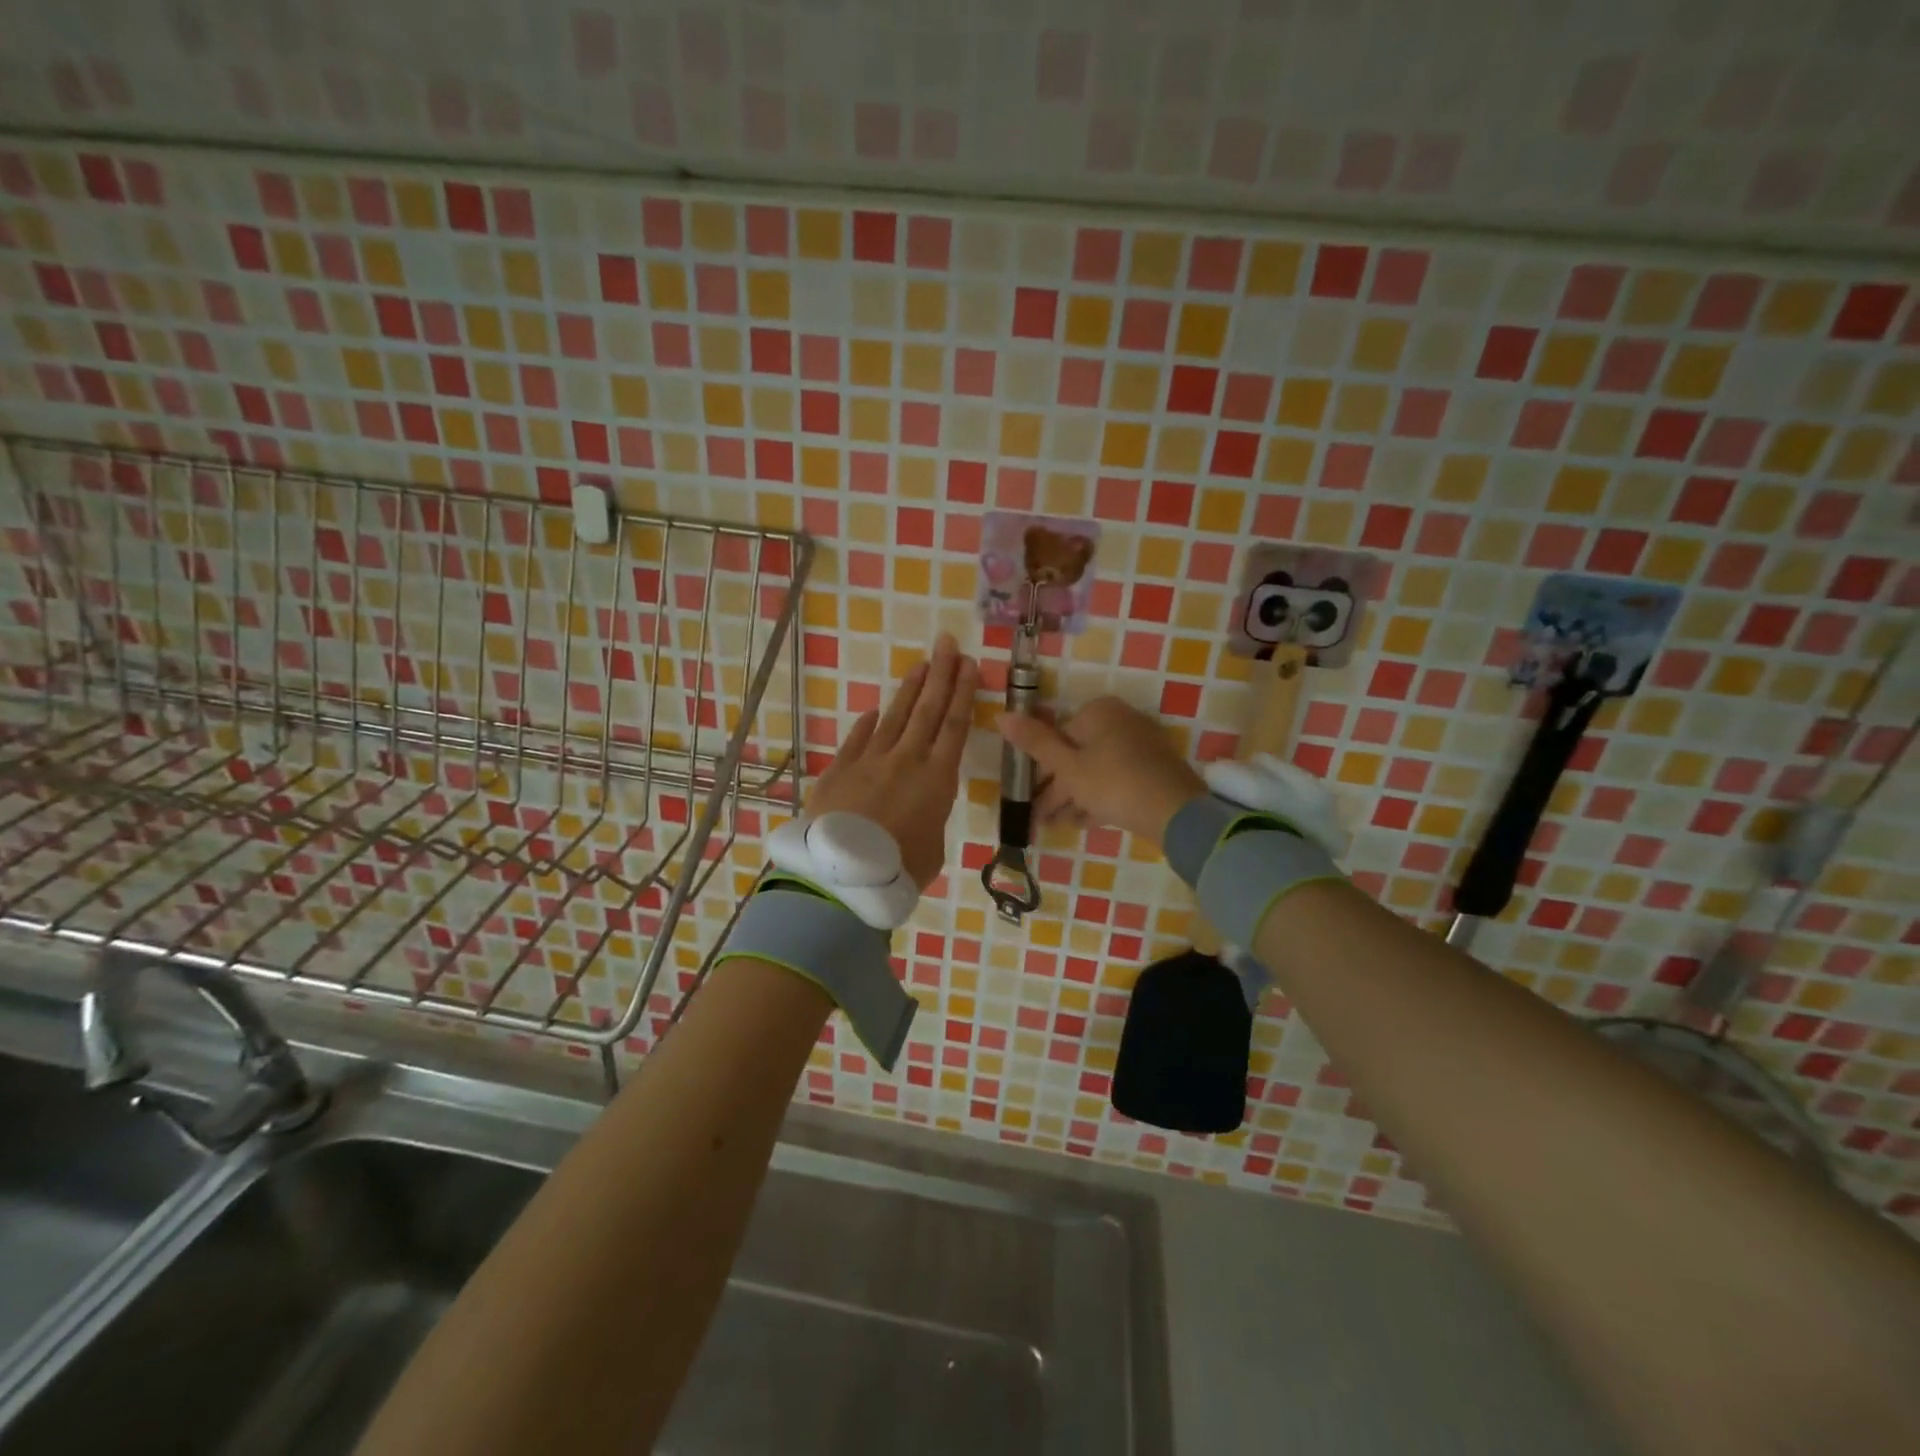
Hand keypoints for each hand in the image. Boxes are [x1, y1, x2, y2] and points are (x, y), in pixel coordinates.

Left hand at [807, 634, 977, 888]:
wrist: (842, 874)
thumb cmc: (899, 869)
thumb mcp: (932, 848)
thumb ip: (929, 820)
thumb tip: (918, 811)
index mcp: (937, 779)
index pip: (955, 725)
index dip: (963, 692)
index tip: (969, 664)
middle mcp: (906, 760)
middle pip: (927, 709)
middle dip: (941, 674)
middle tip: (947, 643)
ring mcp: (870, 760)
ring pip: (894, 716)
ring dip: (909, 689)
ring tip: (920, 665)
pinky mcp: (840, 769)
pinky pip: (858, 738)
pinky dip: (868, 723)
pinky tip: (874, 710)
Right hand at [997, 696, 1204, 847]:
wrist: (1175, 812)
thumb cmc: (1112, 783)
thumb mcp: (1067, 766)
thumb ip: (1035, 742)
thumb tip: (1001, 715)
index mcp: (1099, 712)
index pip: (1058, 736)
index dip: (1040, 770)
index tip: (1028, 798)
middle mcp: (1121, 721)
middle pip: (1077, 754)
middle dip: (1057, 789)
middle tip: (1039, 819)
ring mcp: (1141, 746)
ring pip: (1096, 770)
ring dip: (1074, 798)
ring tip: (1056, 826)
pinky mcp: (1154, 770)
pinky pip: (1116, 780)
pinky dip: (1098, 798)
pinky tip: (1084, 822)